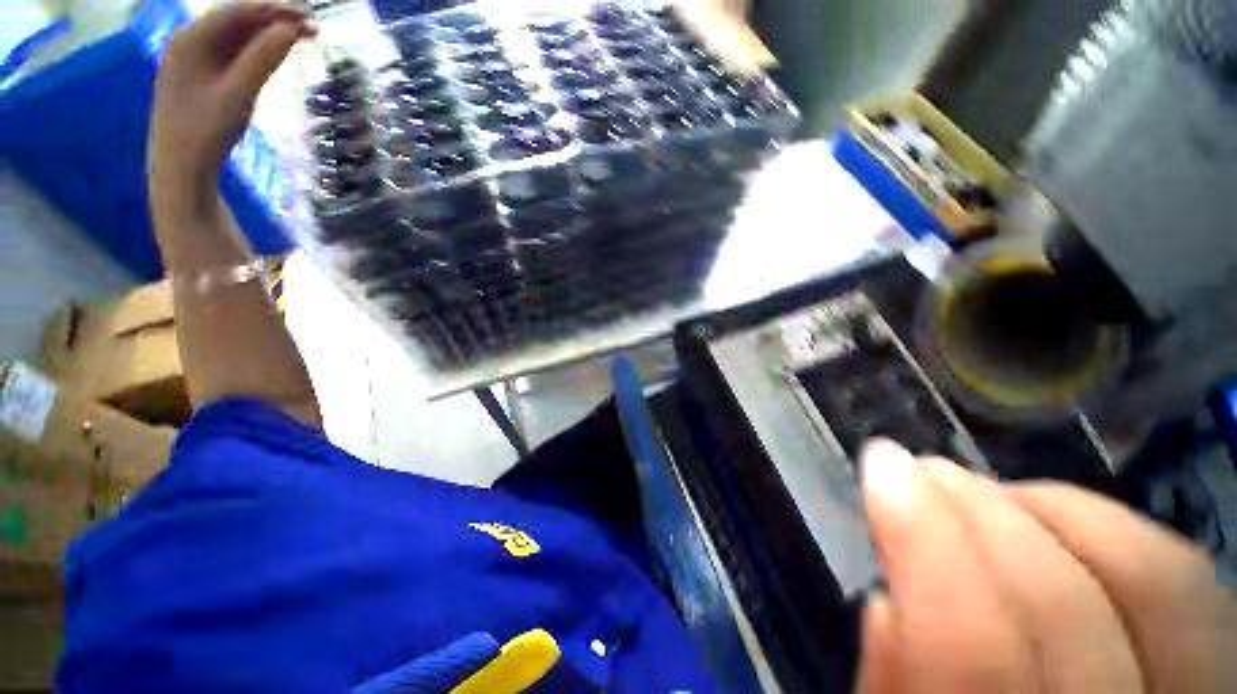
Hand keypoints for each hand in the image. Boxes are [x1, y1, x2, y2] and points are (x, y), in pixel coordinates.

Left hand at [150, 3, 313, 204]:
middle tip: (312, 29)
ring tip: (301, 39)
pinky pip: (232, 53)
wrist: (181, 167)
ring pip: (235, 36)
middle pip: (236, 20)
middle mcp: (190, 41)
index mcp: (191, 39)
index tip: (310, 18)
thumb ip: (263, 59)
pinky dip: (256, 50)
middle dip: (273, 20)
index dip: (274, 10)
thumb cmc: (205, 132)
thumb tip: (291, 29)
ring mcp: (194, 59)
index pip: (238, 11)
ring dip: (267, 35)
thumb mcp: (238, 94)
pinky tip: (274, 54)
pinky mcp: (201, 76)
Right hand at [858, 440, 1236, 693]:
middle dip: (978, 511)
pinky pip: (1192, 590)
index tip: (881, 467)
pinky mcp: (1214, 676)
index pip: (977, 655)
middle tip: (923, 470)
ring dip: (1054, 510)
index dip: (924, 543)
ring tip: (985, 493)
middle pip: (1068, 610)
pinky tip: (1055, 526)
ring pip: (1158, 584)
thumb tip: (883, 604)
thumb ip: (892, 691)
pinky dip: (1116, 534)